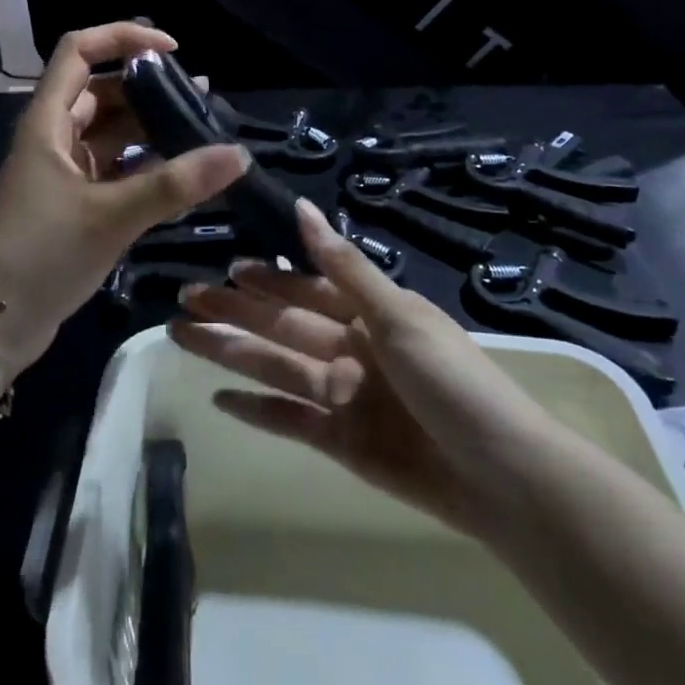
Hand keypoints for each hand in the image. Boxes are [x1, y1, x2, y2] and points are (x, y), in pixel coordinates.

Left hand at [0, 23, 250, 373]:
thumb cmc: (41, 257)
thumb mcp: (111, 216)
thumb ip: (175, 185)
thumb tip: (238, 154)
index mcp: (47, 121)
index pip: (79, 50)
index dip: (123, 37)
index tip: (172, 49)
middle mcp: (53, 136)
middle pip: (102, 90)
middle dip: (149, 88)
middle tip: (201, 100)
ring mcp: (62, 170)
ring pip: (110, 131)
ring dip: (150, 127)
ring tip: (201, 131)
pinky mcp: (72, 200)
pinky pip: (113, 166)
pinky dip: (144, 164)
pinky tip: (181, 173)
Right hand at [170, 199, 548, 541]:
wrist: (502, 478)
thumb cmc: (452, 380)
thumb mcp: (398, 314)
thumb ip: (343, 265)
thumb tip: (301, 207)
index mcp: (367, 313)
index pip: (304, 285)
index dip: (266, 276)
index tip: (225, 264)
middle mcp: (349, 348)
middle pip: (279, 323)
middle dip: (233, 309)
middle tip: (184, 297)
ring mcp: (342, 395)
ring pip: (274, 365)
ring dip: (230, 351)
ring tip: (183, 335)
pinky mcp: (340, 442)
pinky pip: (288, 419)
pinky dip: (255, 410)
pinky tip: (218, 398)